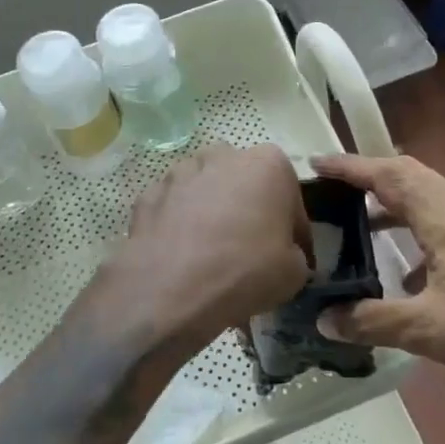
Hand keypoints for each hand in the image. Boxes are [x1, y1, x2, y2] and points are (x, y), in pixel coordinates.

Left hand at [101, 144, 311, 358]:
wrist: (171, 288)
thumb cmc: (246, 270)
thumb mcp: (295, 272)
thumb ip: (295, 253)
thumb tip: (285, 255)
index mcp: (268, 163)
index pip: (290, 197)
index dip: (293, 229)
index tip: (291, 254)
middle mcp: (224, 155)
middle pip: (245, 184)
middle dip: (249, 209)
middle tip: (251, 249)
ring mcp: (181, 171)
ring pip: (206, 189)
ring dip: (212, 212)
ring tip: (212, 252)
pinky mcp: (149, 193)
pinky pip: (174, 207)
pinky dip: (180, 224)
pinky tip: (182, 255)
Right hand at [311, 153, 444, 392]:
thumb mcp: (425, 328)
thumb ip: (371, 320)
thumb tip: (324, 320)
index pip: (390, 175)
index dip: (351, 167)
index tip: (317, 163)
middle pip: (411, 176)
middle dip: (371, 177)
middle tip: (335, 188)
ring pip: (431, 197)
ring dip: (396, 204)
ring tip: (363, 225)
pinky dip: (420, 230)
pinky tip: (410, 272)